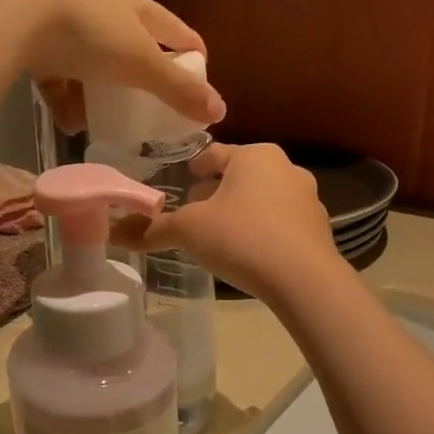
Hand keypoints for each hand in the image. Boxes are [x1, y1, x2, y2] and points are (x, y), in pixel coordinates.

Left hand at [0, 0, 223, 130]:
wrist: (15, 18)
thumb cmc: (90, 35)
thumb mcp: (140, 64)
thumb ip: (178, 89)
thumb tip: (219, 113)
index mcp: (135, 4)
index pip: (176, 32)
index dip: (191, 59)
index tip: (197, 91)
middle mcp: (103, 7)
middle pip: (133, 47)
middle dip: (141, 81)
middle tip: (150, 112)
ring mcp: (66, 23)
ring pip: (93, 63)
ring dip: (100, 94)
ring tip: (106, 124)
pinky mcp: (36, 41)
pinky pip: (59, 74)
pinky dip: (66, 98)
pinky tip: (70, 123)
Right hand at [122, 143, 341, 301]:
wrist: (304, 280)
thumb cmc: (241, 238)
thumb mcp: (188, 231)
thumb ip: (153, 229)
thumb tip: (114, 232)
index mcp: (254, 156)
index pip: (214, 153)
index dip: (194, 167)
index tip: (183, 179)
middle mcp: (285, 168)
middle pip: (240, 174)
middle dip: (217, 190)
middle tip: (195, 210)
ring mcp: (307, 198)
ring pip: (262, 197)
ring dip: (240, 210)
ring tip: (219, 234)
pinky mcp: (318, 228)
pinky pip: (280, 222)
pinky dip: (262, 229)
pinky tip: (248, 253)